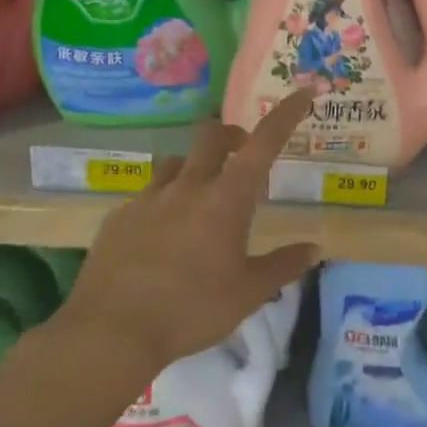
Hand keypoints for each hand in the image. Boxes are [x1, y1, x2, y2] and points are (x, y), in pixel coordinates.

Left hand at [61, 92, 319, 371]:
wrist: (111, 333)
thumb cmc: (191, 310)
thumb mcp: (249, 293)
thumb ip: (284, 265)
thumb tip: (315, 248)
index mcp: (226, 199)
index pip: (262, 143)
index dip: (285, 114)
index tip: (303, 94)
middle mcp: (188, 187)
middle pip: (211, 135)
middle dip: (232, 135)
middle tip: (243, 155)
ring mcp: (149, 199)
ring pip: (177, 162)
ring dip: (196, 167)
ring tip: (202, 199)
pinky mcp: (119, 218)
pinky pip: (148, 194)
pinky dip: (165, 201)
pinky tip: (163, 235)